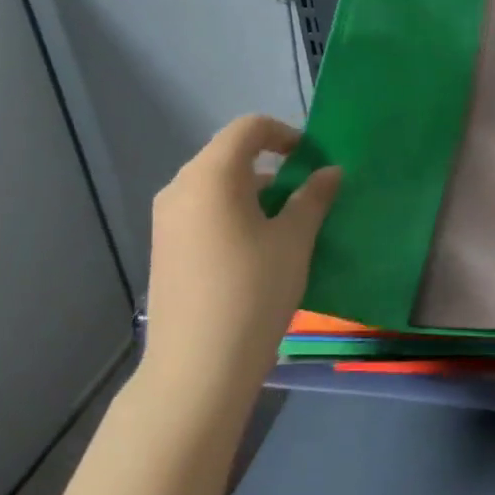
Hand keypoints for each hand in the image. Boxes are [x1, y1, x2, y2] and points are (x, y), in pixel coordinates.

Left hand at [139, 116, 340, 408]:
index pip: (249, 129)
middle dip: (272, 167)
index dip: (285, 134)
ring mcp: (167, 220)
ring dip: (254, 194)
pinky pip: (204, 212)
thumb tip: (330, 172)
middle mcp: (181, 188)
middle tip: (307, 194)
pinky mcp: (165, 248)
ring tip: (287, 226)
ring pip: (217, 187)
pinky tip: (257, 251)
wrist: (198, 365)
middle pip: (229, 156)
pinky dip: (234, 214)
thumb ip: (314, 198)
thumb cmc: (254, 291)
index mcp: (212, 175)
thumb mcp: (294, 240)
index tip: (313, 159)